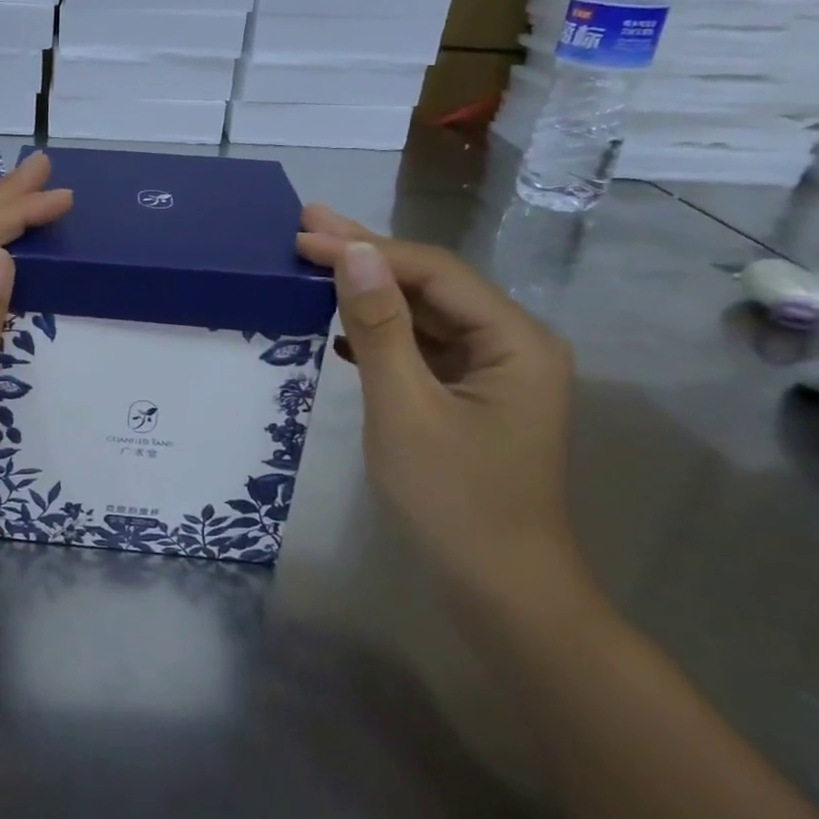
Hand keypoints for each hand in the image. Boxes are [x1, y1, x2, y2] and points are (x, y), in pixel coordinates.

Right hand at [295, 205, 596, 630]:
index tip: (304, 237)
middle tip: (306, 223)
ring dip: (368, 292)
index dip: (365, 249)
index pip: (431, 272)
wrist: (500, 594)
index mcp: (513, 340)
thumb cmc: (453, 502)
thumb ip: (379, 327)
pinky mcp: (469, 399)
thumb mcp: (404, 408)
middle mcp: (511, 344)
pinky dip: (380, 335)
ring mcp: (491, 373)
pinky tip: (340, 329)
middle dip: (366, 256)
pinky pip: (421, 350)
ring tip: (313, 263)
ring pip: (423, 316)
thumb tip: (353, 254)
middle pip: (430, 285)